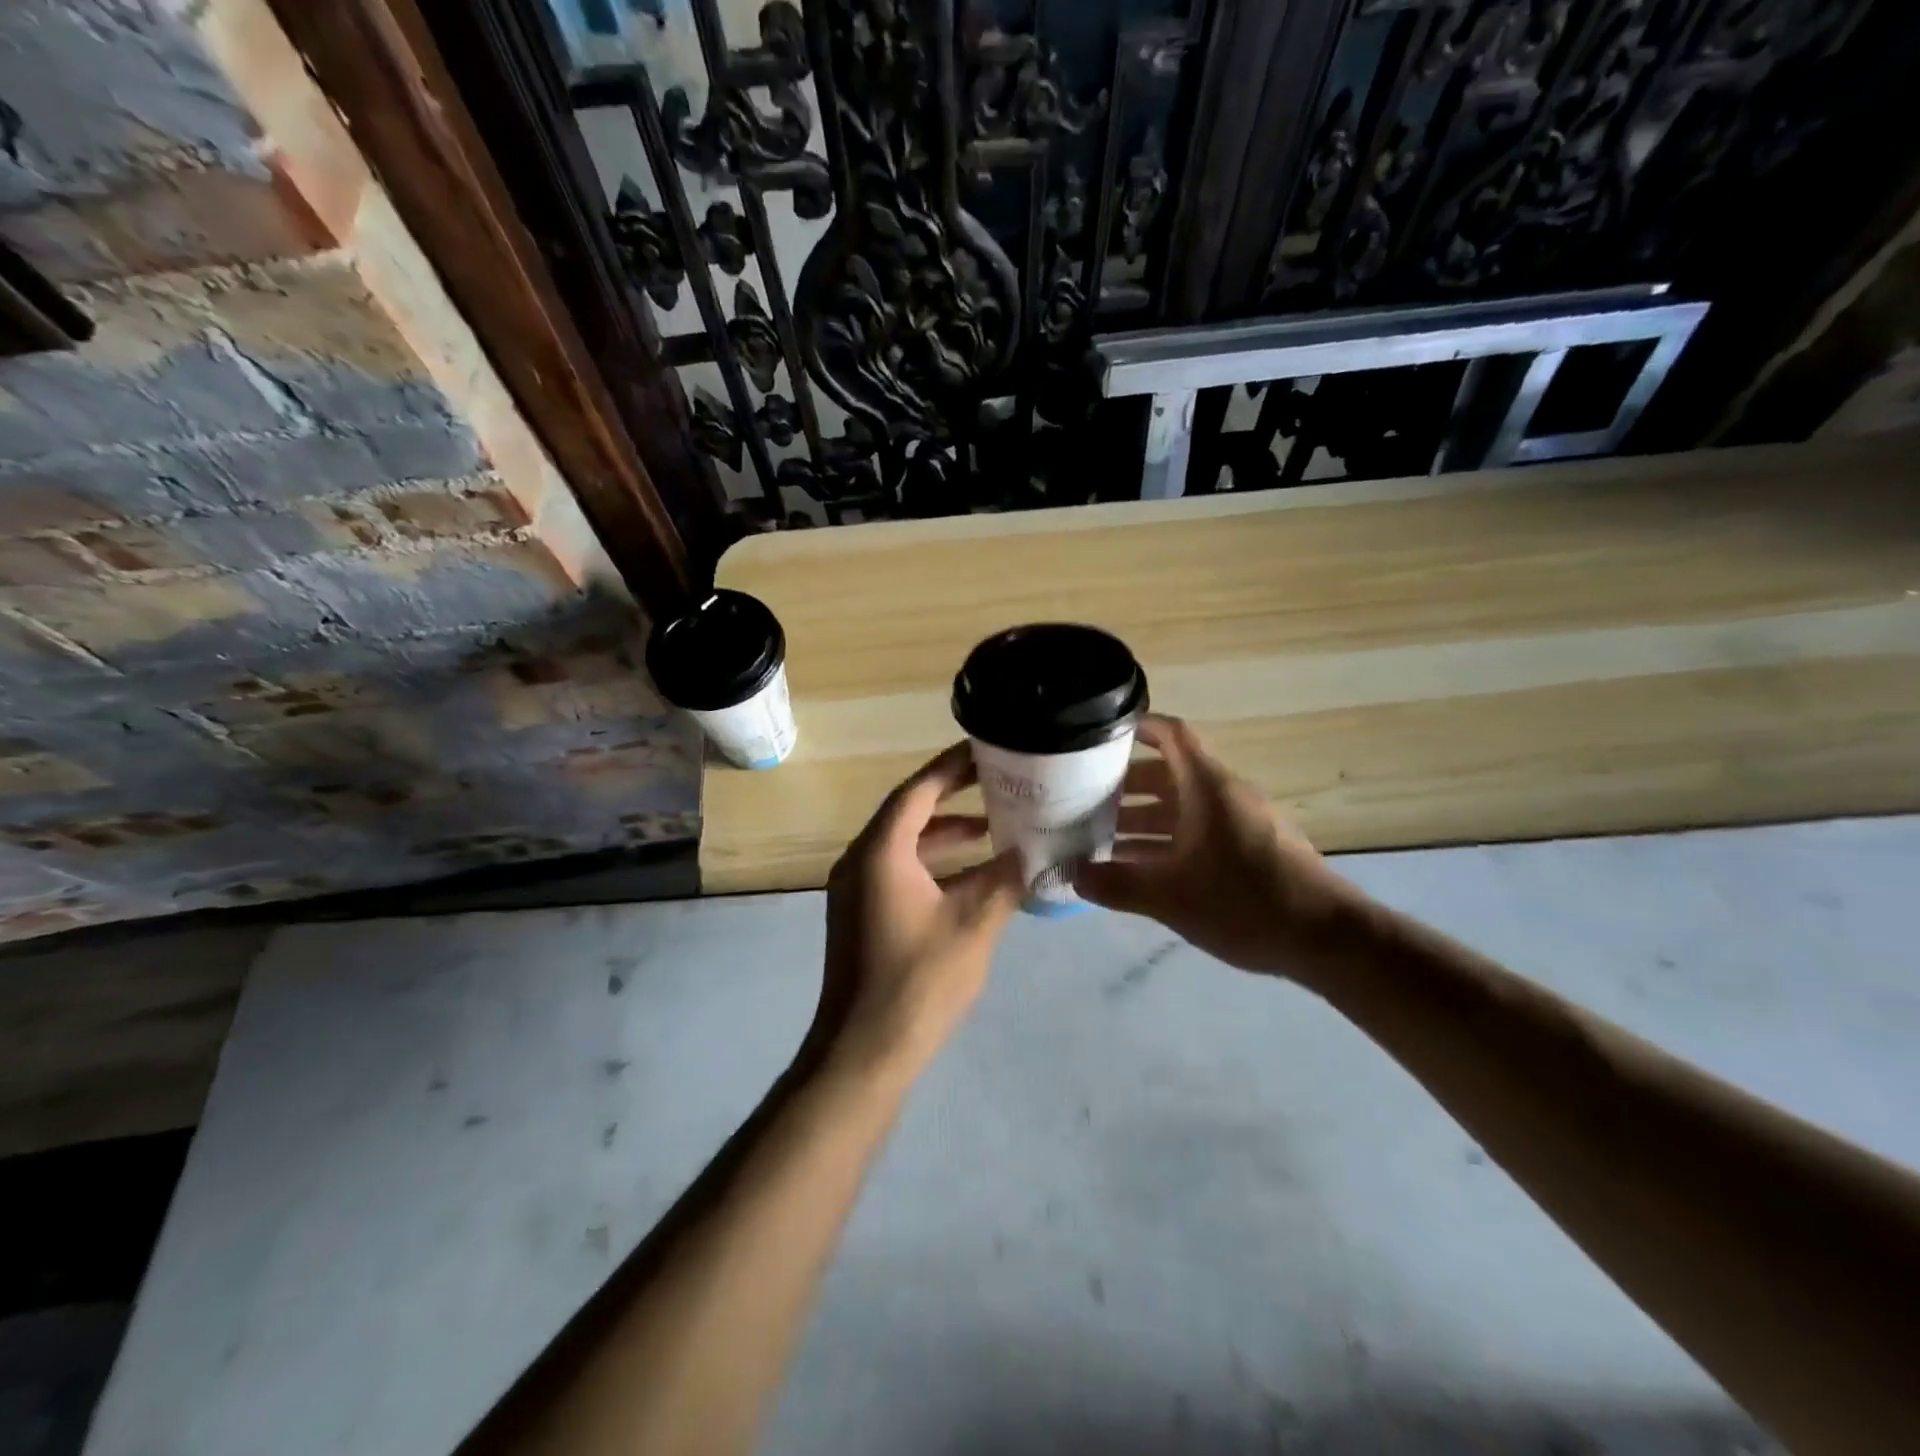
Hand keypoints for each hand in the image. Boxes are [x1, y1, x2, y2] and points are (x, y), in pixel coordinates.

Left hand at [817, 742, 1024, 1079]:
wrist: (864, 1052)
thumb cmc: (919, 982)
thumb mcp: (975, 926)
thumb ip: (1004, 880)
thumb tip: (1028, 852)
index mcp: (880, 853)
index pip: (917, 791)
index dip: (952, 767)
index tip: (986, 749)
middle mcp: (860, 861)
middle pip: (908, 813)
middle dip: (952, 797)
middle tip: (996, 782)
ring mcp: (857, 889)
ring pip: (904, 845)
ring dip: (945, 834)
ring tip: (993, 826)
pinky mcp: (861, 914)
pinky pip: (899, 870)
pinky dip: (934, 865)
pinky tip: (972, 875)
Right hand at [1073, 715, 1364, 979]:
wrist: (1328, 939)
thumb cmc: (1246, 903)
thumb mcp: (1171, 897)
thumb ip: (1117, 885)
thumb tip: (1072, 876)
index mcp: (1207, 788)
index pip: (1171, 735)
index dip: (1137, 726)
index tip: (1099, 734)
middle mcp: (1224, 795)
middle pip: (1168, 774)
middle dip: (1124, 785)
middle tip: (1081, 799)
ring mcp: (1240, 823)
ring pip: (1182, 808)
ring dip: (1142, 819)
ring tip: (1099, 838)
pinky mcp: (1250, 850)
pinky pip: (1198, 832)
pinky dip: (1167, 842)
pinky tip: (1140, 870)